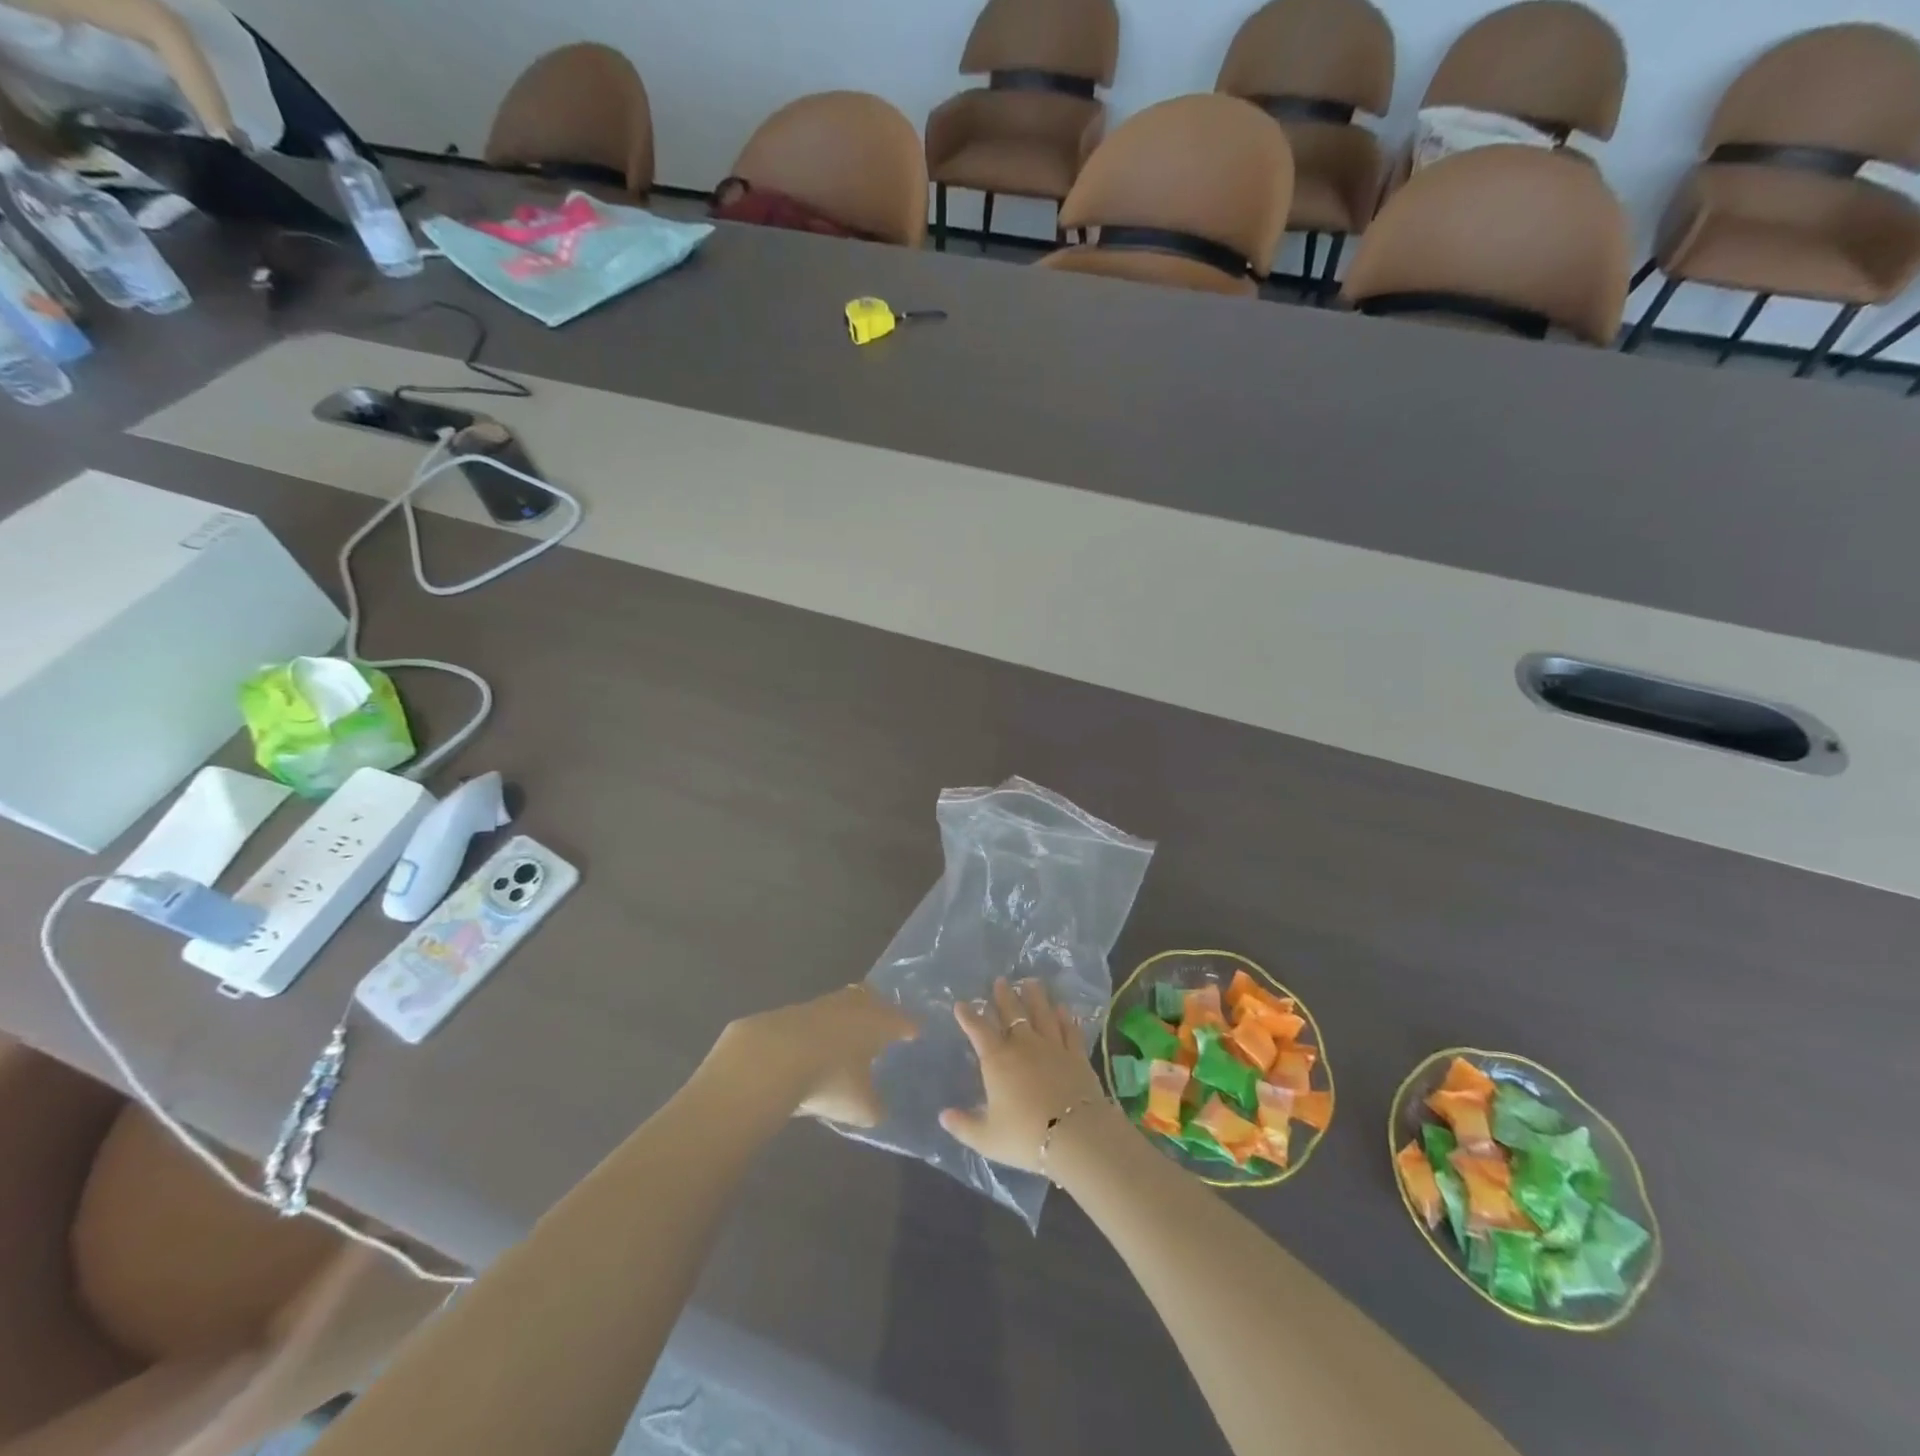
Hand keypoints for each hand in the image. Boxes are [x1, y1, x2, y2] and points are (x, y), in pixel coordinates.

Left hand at [714, 985, 916, 1126]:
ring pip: (842, 1003)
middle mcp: (853, 1005)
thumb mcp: (859, 1107)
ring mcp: (820, 1005)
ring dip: (847, 1016)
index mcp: (878, 1022)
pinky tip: (815, 1045)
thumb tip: (879, 1110)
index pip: (903, 1020)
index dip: (911, 1027)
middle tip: (884, 1023)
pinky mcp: (791, 1012)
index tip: (917, 1032)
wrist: (769, 1059)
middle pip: (872, 998)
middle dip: (880, 1008)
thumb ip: (875, 1108)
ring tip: (848, 1035)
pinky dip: (820, 1028)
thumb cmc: (829, 1079)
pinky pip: (815, 1017)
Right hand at [939, 978, 1106, 1174]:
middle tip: (1000, 980)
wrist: (1076, 1135)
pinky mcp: (1076, 1055)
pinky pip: (1069, 1030)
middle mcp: (1024, 1045)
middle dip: (1004, 996)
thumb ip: (964, 1125)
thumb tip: (942, 1116)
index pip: (979, 1030)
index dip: (968, 1016)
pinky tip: (1063, 1009)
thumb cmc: (1025, 1136)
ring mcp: (1052, 1047)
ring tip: (1031, 982)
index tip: (961, 1004)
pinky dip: (1065, 1018)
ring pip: (1042, 1014)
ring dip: (1035, 997)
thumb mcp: (987, 1138)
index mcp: (998, 1060)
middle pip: (1012, 1013)